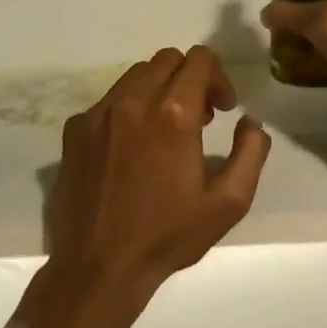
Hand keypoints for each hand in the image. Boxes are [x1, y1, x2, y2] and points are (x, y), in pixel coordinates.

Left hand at [45, 46, 272, 302]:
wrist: (98, 268)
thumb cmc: (168, 235)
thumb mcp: (229, 202)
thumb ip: (252, 151)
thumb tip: (251, 121)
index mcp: (173, 114)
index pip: (200, 59)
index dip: (220, 78)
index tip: (223, 110)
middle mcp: (133, 101)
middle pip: (167, 59)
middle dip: (190, 78)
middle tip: (199, 118)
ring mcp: (98, 113)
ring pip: (136, 75)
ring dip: (159, 90)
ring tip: (166, 130)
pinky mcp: (75, 130)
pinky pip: (109, 100)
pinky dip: (129, 109)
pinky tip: (132, 147)